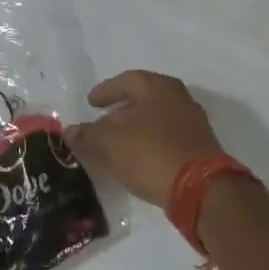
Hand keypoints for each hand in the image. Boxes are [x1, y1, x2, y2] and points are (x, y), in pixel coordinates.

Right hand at [67, 70, 222, 204]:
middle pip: (143, 100)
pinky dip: (147, 145)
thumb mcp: (108, 144)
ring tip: (115, 145)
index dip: (105, 91)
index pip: (126, 81)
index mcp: (158, 88)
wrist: (199, 189)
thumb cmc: (149, 153)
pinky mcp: (199, 149)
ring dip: (134, 130)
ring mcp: (193, 125)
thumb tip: (69, 131)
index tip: (90, 102)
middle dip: (120, 112)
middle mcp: (179, 100)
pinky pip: (165, 140)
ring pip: (155, 121)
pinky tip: (135, 159)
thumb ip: (86, 135)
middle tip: (100, 123)